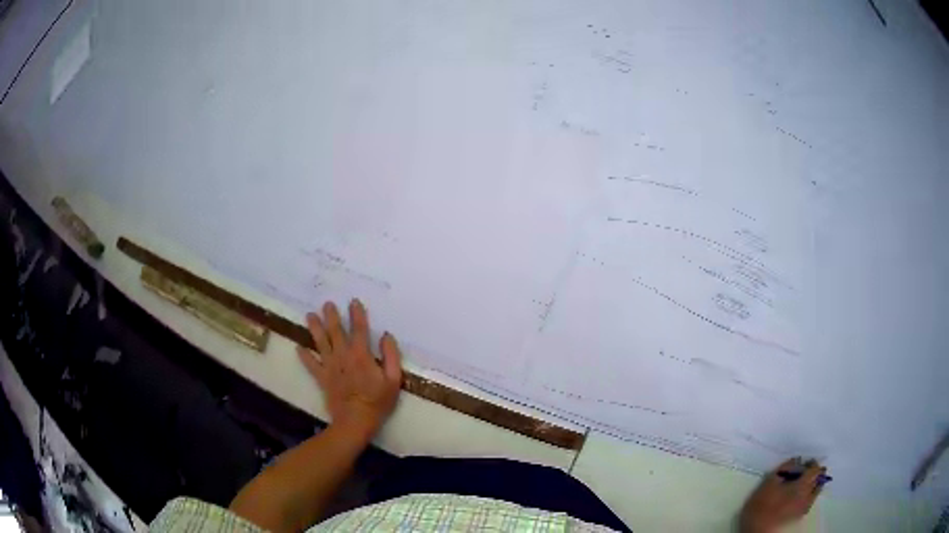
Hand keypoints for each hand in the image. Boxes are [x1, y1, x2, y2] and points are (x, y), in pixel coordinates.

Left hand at [296, 299, 402, 442]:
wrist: (355, 421)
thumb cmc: (377, 401)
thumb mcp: (394, 380)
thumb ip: (391, 356)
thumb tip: (387, 336)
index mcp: (361, 355)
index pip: (359, 329)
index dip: (357, 314)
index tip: (353, 301)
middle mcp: (343, 356)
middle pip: (336, 331)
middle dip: (332, 316)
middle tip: (327, 303)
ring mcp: (330, 366)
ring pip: (320, 343)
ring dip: (315, 328)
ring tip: (309, 316)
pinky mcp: (322, 378)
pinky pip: (311, 365)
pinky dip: (304, 356)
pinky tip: (298, 348)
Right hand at [739, 458, 825, 532]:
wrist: (756, 530)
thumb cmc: (762, 504)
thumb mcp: (770, 481)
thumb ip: (785, 467)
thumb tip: (796, 460)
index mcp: (803, 485)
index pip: (816, 468)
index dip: (811, 463)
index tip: (803, 463)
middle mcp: (808, 495)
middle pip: (819, 478)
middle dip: (814, 473)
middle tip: (804, 473)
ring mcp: (805, 506)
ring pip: (816, 490)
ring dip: (813, 484)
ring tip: (802, 484)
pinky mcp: (799, 515)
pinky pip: (810, 500)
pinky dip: (809, 495)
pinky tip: (799, 497)